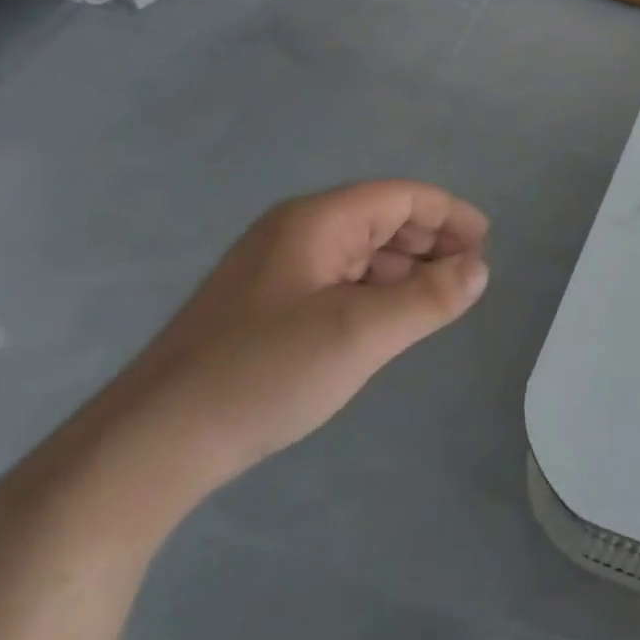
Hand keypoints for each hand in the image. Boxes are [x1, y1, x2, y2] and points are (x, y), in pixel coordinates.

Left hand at [101, 180, 489, 494]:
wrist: (153, 443)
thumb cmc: (265, 373)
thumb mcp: (362, 334)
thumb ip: (430, 298)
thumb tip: (480, 268)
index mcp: (317, 221)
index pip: (401, 196)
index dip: (450, 214)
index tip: (486, 245)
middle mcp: (297, 232)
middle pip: (382, 219)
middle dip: (432, 242)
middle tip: (469, 278)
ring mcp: (278, 269)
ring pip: (361, 252)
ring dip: (406, 268)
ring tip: (439, 300)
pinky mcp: (267, 305)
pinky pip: (339, 280)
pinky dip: (376, 291)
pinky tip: (389, 321)